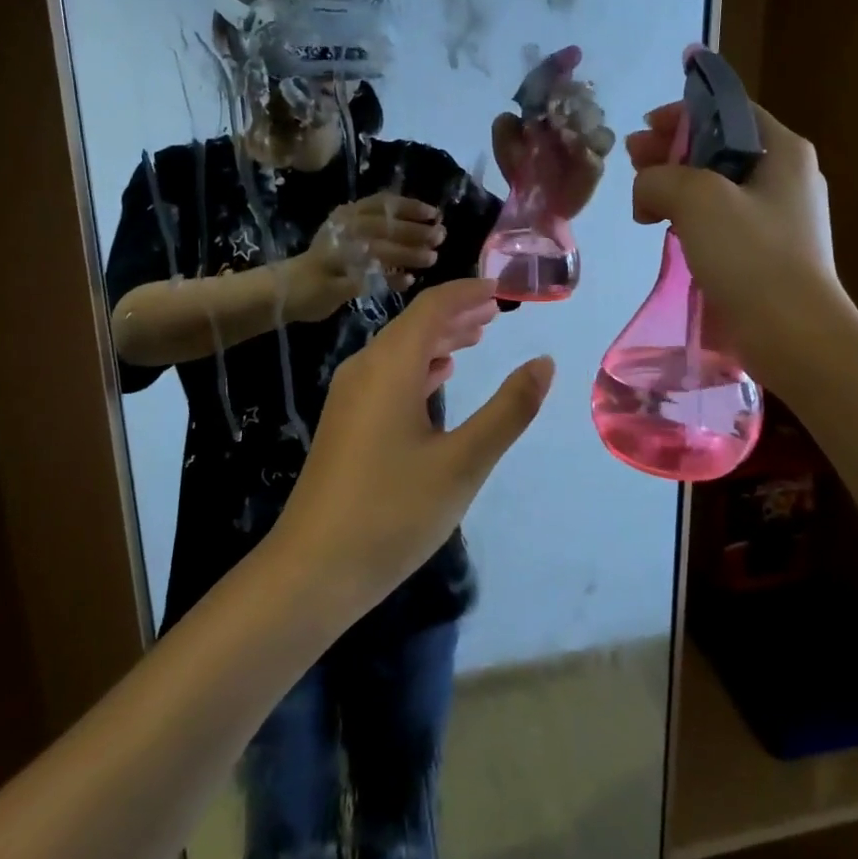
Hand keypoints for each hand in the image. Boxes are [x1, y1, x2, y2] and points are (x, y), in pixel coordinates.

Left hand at [275, 278, 553, 613]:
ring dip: (438, 340)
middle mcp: (364, 370)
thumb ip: (508, 409)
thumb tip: (544, 362)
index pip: (432, 307)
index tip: (501, 288)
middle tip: (496, 312)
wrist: (312, 570)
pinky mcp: (344, 423)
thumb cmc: (393, 512)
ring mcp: (348, 397)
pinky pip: (386, 375)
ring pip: (399, 351)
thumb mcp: (463, 462)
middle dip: (456, 314)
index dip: (467, 293)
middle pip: (413, 325)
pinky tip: (437, 379)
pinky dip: (418, 366)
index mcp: (390, 367)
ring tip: (476, 338)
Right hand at [281, 193, 445, 321]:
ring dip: (408, 253)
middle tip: (439, 237)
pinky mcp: (336, 281)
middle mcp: (342, 229)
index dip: (411, 207)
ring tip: (431, 258)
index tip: (434, 213)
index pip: (382, 203)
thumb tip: (424, 227)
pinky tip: (408, 281)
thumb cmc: (327, 261)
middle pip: (385, 225)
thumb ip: (378, 228)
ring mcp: (337, 255)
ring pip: (379, 249)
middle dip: (415, 231)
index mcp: (346, 214)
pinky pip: (371, 278)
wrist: (288, 288)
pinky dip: (392, 278)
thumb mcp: (350, 234)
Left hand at [492, 45, 613, 218]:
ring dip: (579, 118)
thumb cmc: (521, 174)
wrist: (533, 208)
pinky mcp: (596, 161)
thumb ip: (506, 125)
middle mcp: (571, 121)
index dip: (563, 65)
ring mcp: (587, 140)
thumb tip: (517, 113)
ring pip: (595, 114)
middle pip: (580, 93)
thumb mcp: (505, 145)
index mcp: (549, 112)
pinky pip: (601, 142)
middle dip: (571, 96)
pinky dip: (587, 140)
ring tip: (562, 132)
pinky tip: (573, 146)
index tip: (573, 55)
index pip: (558, 81)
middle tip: (556, 111)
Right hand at [626, 98, 842, 393]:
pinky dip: (692, 218)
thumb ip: (659, 177)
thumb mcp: (697, 199)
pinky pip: (723, 220)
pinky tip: (667, 231)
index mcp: (783, 150)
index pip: (728, 111)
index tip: (644, 129)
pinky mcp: (768, 252)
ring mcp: (780, 217)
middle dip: (672, 151)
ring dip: (677, 186)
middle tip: (631, 161)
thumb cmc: (751, 255)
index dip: (682, 114)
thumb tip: (647, 189)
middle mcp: (787, 176)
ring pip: (718, 185)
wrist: (794, 334)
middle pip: (720, 147)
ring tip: (642, 201)